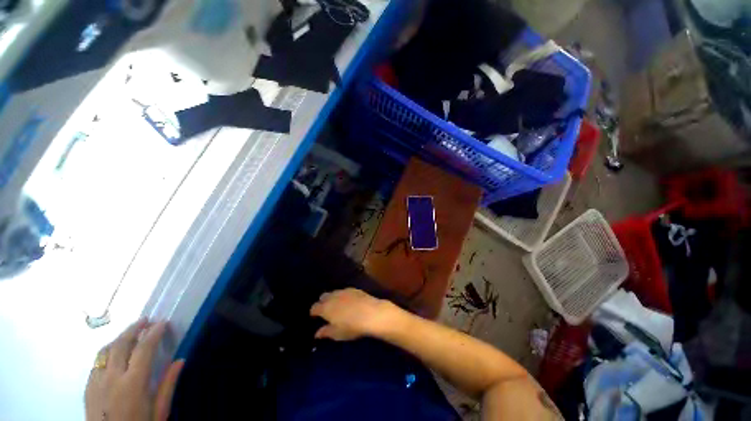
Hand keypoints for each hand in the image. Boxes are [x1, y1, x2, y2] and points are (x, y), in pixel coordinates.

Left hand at [85, 319, 184, 420]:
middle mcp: (111, 378)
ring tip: (130, 333)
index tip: (162, 322)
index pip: (143, 349)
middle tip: (145, 320)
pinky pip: (97, 363)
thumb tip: (180, 360)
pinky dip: (107, 352)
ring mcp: (96, 382)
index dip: (153, 333)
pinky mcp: (87, 387)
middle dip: (133, 329)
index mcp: (132, 384)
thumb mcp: (158, 412)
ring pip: (105, 351)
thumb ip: (167, 385)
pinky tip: (114, 355)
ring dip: (119, 338)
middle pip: (120, 344)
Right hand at [310, 288, 399, 340]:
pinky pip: (344, 291)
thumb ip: (326, 332)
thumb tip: (317, 333)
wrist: (371, 313)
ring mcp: (344, 291)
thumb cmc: (352, 326)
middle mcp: (333, 296)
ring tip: (337, 306)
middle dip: (322, 302)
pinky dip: (343, 296)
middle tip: (326, 311)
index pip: (314, 307)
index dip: (314, 312)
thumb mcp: (337, 333)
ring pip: (334, 292)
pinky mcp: (354, 289)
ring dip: (332, 298)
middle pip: (323, 296)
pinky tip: (348, 302)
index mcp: (325, 308)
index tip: (315, 317)